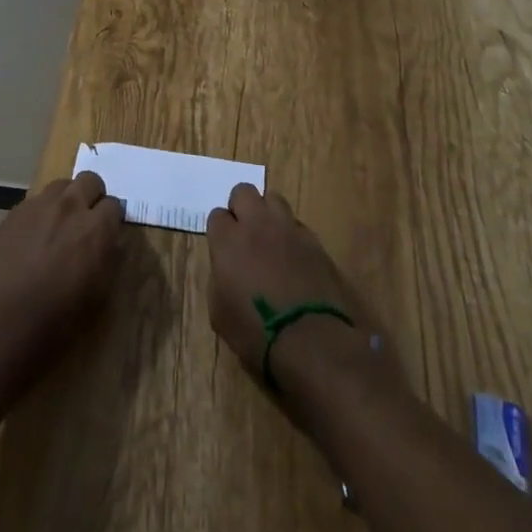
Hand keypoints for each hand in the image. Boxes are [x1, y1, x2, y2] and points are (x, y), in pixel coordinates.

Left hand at [0, 171, 124, 366]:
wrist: (8, 318)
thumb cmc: (61, 315)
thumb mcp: (101, 291)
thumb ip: (109, 256)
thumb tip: (111, 241)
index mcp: (97, 226)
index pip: (114, 205)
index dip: (111, 219)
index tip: (107, 232)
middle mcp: (70, 206)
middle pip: (89, 180)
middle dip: (92, 195)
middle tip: (86, 218)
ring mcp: (40, 205)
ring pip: (60, 186)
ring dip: (65, 200)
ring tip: (58, 224)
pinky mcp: (15, 213)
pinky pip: (33, 203)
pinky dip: (39, 214)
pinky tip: (32, 237)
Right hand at [205, 183, 390, 394]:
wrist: (311, 340)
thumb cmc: (256, 332)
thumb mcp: (220, 313)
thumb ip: (219, 278)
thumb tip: (226, 268)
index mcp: (228, 240)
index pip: (216, 215)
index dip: (219, 231)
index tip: (223, 249)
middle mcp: (257, 224)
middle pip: (244, 191)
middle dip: (241, 208)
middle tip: (244, 234)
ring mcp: (288, 229)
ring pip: (273, 199)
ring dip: (267, 214)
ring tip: (269, 240)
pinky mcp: (314, 240)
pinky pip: (296, 224)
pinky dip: (290, 234)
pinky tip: (293, 258)